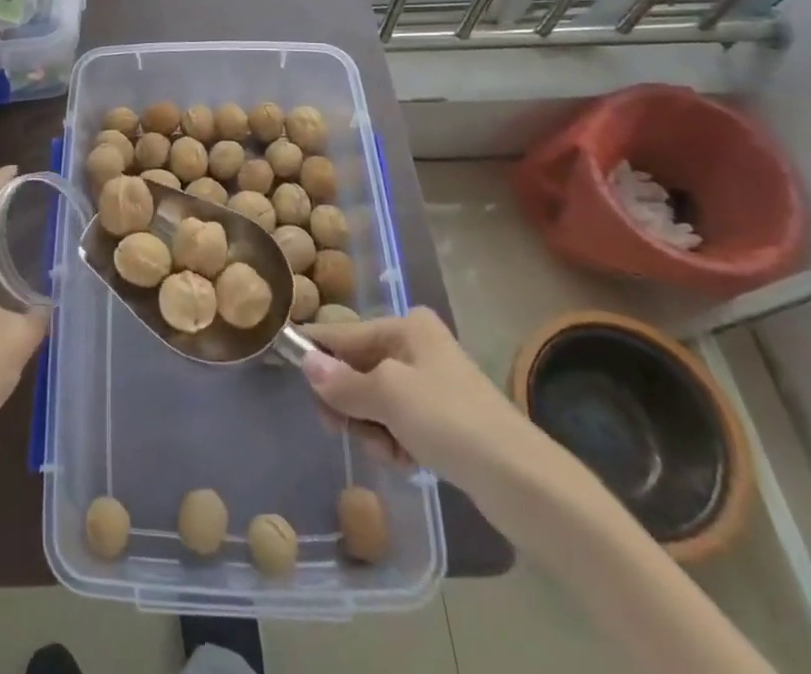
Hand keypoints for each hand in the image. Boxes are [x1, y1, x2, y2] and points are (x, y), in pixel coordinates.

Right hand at [302, 307, 538, 481]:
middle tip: (339, 429)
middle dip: (349, 401)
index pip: (344, 334)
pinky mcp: (443, 421)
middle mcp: (417, 346)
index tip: (285, 365)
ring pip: (375, 400)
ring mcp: (431, 384)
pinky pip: (398, 423)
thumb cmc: (451, 421)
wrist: (525, 483)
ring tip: (389, 450)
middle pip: (358, 368)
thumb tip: (305, 362)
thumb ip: (342, 382)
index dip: (316, 352)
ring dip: (372, 427)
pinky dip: (394, 441)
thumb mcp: (388, 396)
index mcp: (407, 326)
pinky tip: (406, 460)